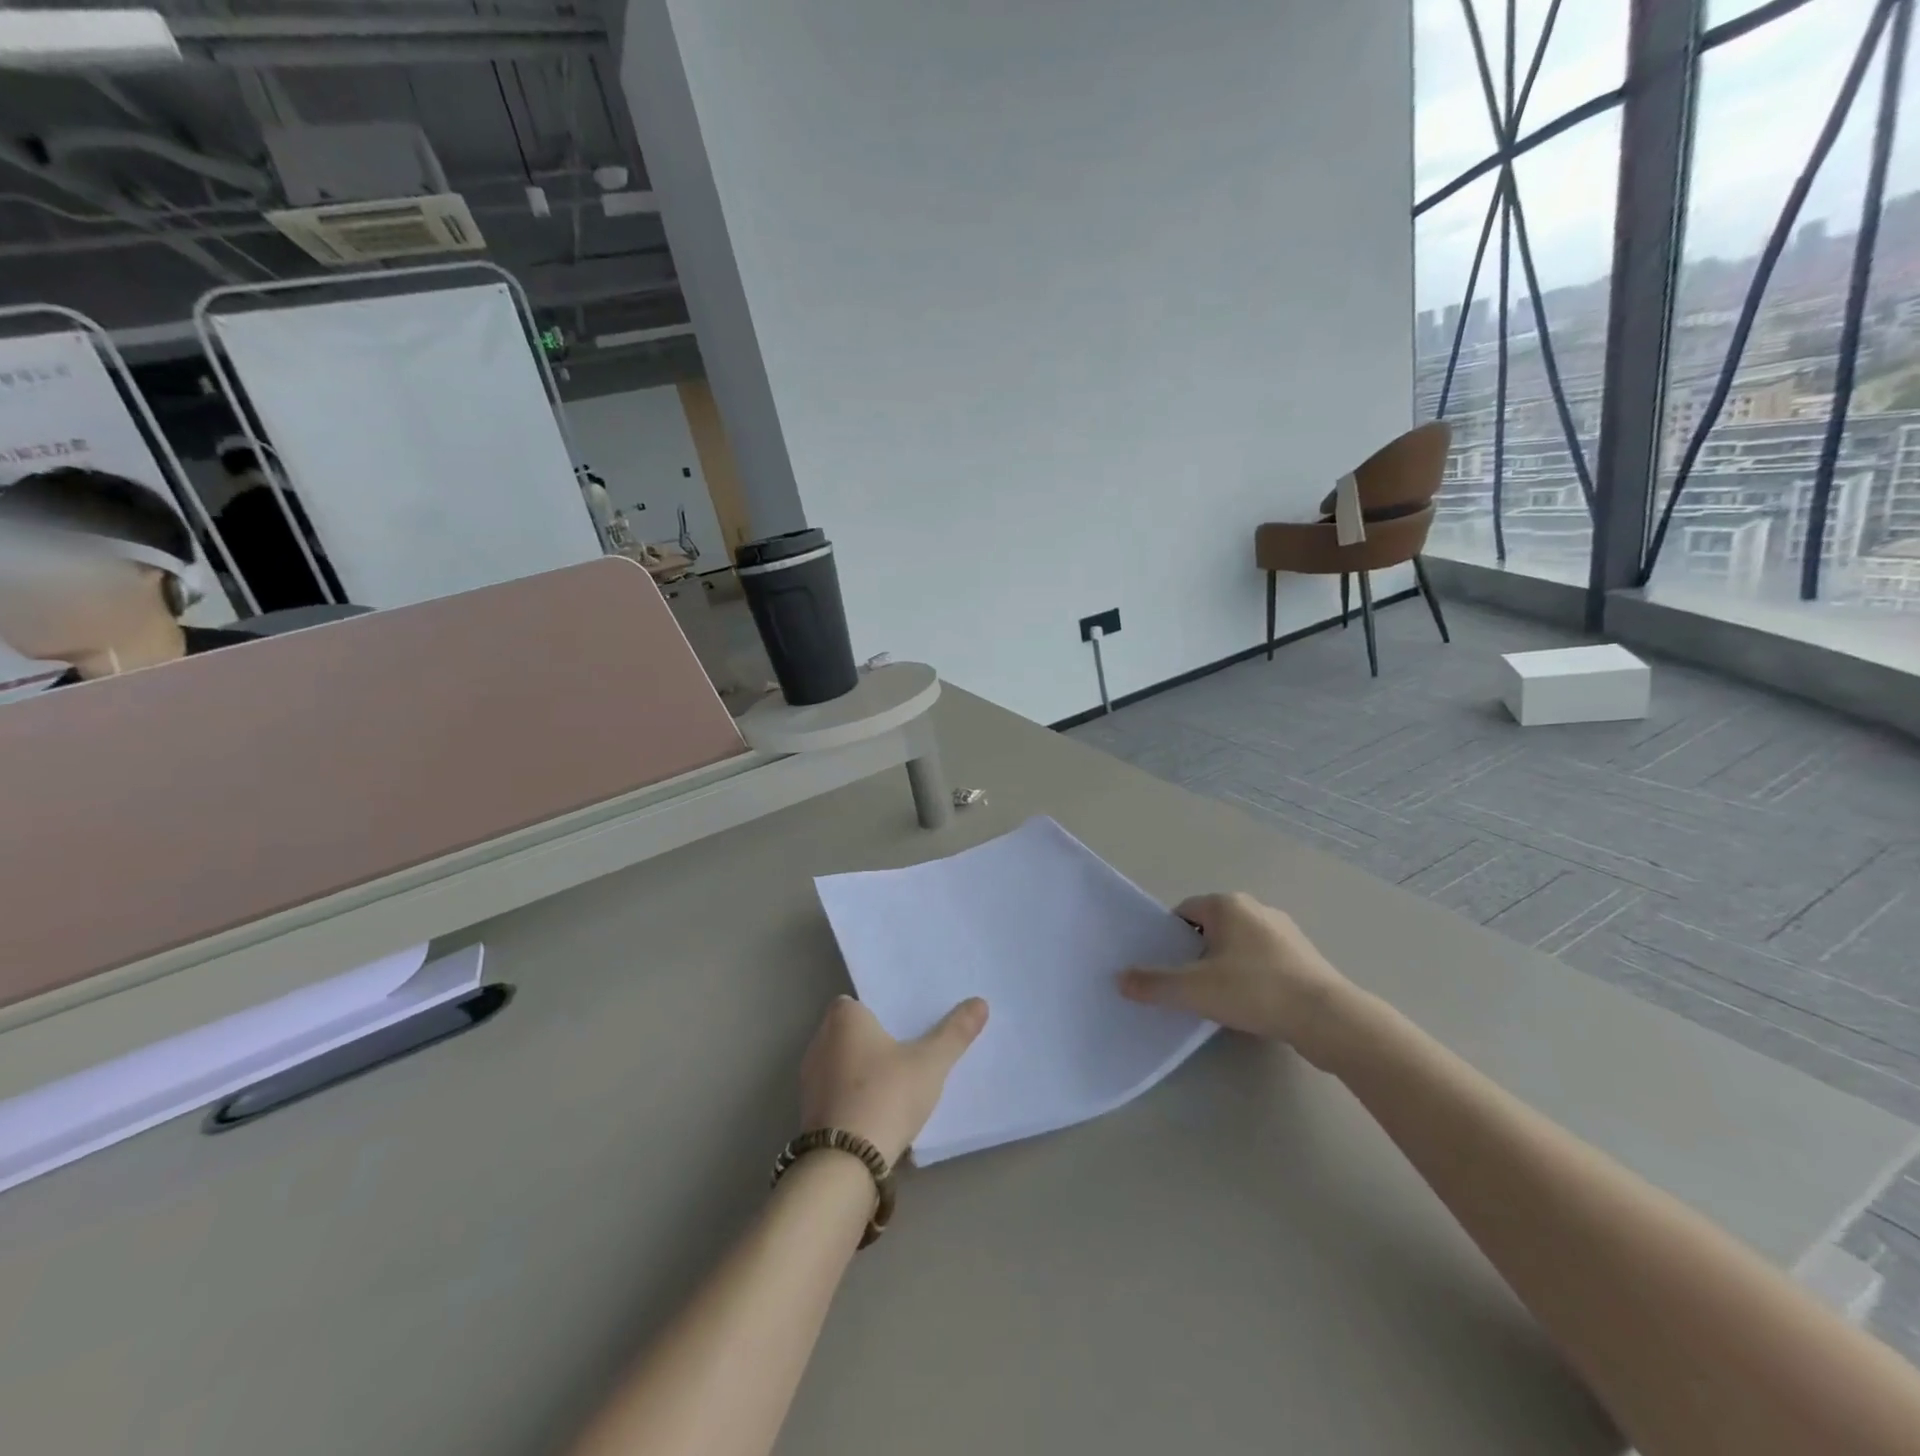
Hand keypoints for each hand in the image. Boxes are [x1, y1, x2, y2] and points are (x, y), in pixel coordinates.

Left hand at [798, 995, 988, 1165]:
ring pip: (839, 1064)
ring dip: (860, 1072)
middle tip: (906, 1050)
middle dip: (871, 1041)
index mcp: (843, 1019)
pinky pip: (834, 1094)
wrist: (846, 1163)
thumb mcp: (930, 1063)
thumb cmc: (886, 1095)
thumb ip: (954, 1032)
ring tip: (894, 1083)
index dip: (876, 1011)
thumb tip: (980, 1002)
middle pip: (847, 1032)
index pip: (854, 1002)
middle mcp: (819, 1041)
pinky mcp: (809, 1113)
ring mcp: (809, 1080)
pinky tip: (876, 1113)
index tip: (901, 1023)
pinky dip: (851, 1098)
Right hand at [1119, 893, 1359, 1065]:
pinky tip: (1252, 1005)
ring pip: (1237, 945)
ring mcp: (1283, 931)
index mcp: (1227, 904)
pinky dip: (1251, 977)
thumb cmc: (1255, 991)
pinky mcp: (1303, 956)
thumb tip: (1120, 979)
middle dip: (1196, 954)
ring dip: (1224, 966)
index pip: (1183, 913)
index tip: (1168, 968)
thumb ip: (1153, 983)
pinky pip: (1263, 960)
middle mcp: (1255, 908)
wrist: (1328, 1019)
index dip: (1170, 940)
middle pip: (1209, 928)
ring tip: (1220, 1000)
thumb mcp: (1194, 990)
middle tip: (1188, 986)